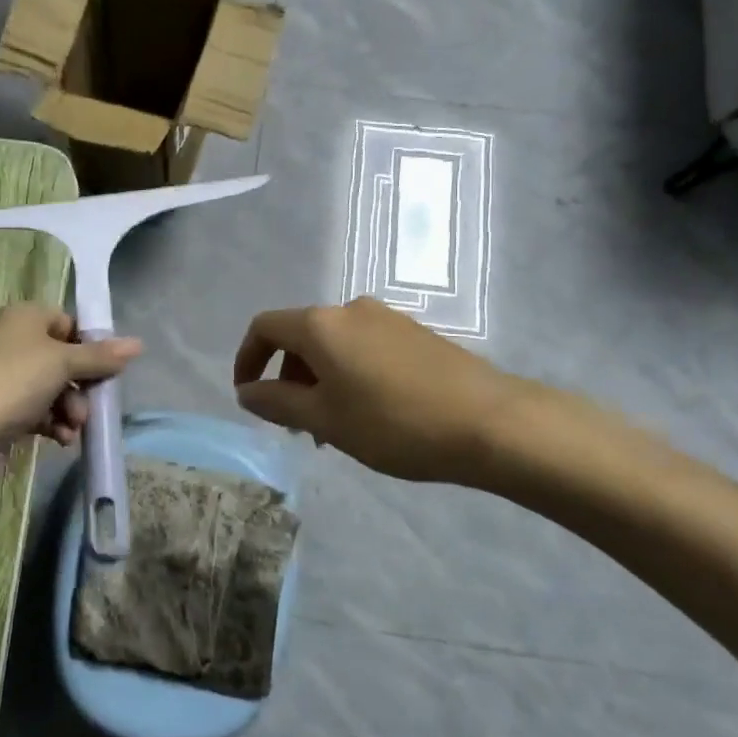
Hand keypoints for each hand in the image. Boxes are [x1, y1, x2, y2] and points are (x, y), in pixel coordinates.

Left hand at [0, 305, 141, 495]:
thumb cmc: (12, 382)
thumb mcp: (62, 362)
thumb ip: (100, 356)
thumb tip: (138, 344)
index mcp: (24, 318)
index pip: (68, 323)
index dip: (90, 345)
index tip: (108, 367)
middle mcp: (14, 343)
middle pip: (64, 359)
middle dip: (82, 384)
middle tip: (92, 404)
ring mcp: (6, 379)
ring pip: (54, 389)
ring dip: (71, 408)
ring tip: (73, 427)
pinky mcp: (3, 412)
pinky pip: (39, 412)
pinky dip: (54, 424)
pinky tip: (61, 440)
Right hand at [232, 296, 531, 485]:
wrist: (491, 422)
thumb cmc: (394, 422)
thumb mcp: (325, 420)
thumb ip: (277, 402)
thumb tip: (246, 391)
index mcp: (321, 324)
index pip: (264, 327)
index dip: (247, 359)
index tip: (248, 396)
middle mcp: (350, 309)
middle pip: (300, 335)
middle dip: (287, 377)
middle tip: (295, 424)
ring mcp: (386, 318)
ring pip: (334, 345)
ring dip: (319, 380)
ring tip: (332, 427)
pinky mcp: (414, 333)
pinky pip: (363, 348)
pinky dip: (349, 374)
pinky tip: (368, 413)